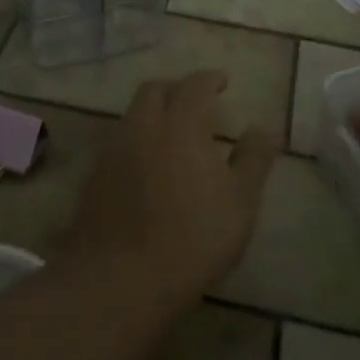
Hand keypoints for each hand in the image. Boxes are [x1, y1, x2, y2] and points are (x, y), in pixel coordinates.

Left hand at [60, 70, 278, 309]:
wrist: (119, 281)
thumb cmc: (192, 239)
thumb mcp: (239, 203)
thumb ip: (254, 160)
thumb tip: (265, 128)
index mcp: (181, 123)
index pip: (195, 85)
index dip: (210, 79)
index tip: (223, 81)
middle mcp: (143, 126)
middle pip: (155, 90)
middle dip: (177, 88)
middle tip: (195, 102)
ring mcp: (113, 150)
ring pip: (133, 114)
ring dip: (153, 113)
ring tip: (171, 133)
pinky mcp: (94, 176)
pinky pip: (118, 143)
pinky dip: (136, 141)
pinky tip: (146, 166)